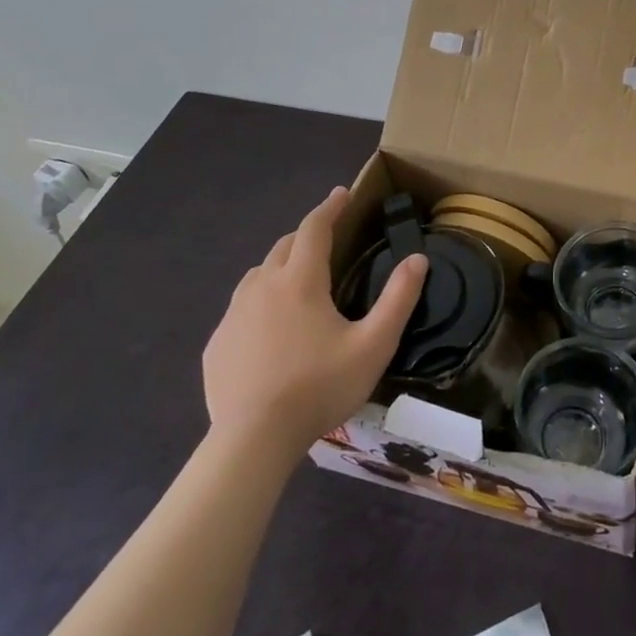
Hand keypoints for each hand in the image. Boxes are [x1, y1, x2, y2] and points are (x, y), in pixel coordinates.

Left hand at [202, 187, 426, 463]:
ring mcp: (233, 317)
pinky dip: (260, 302)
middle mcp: (262, 287)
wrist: (252, 441)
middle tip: (329, 239)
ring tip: (299, 280)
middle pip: (285, 246)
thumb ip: (399, 298)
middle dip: (308, 235)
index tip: (343, 193)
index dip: (330, 207)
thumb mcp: (374, 344)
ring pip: (258, 275)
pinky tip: (271, 328)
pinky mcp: (217, 346)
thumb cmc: (320, 387)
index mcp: (300, 281)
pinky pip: (241, 309)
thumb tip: (418, 260)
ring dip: (281, 266)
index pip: (315, 228)